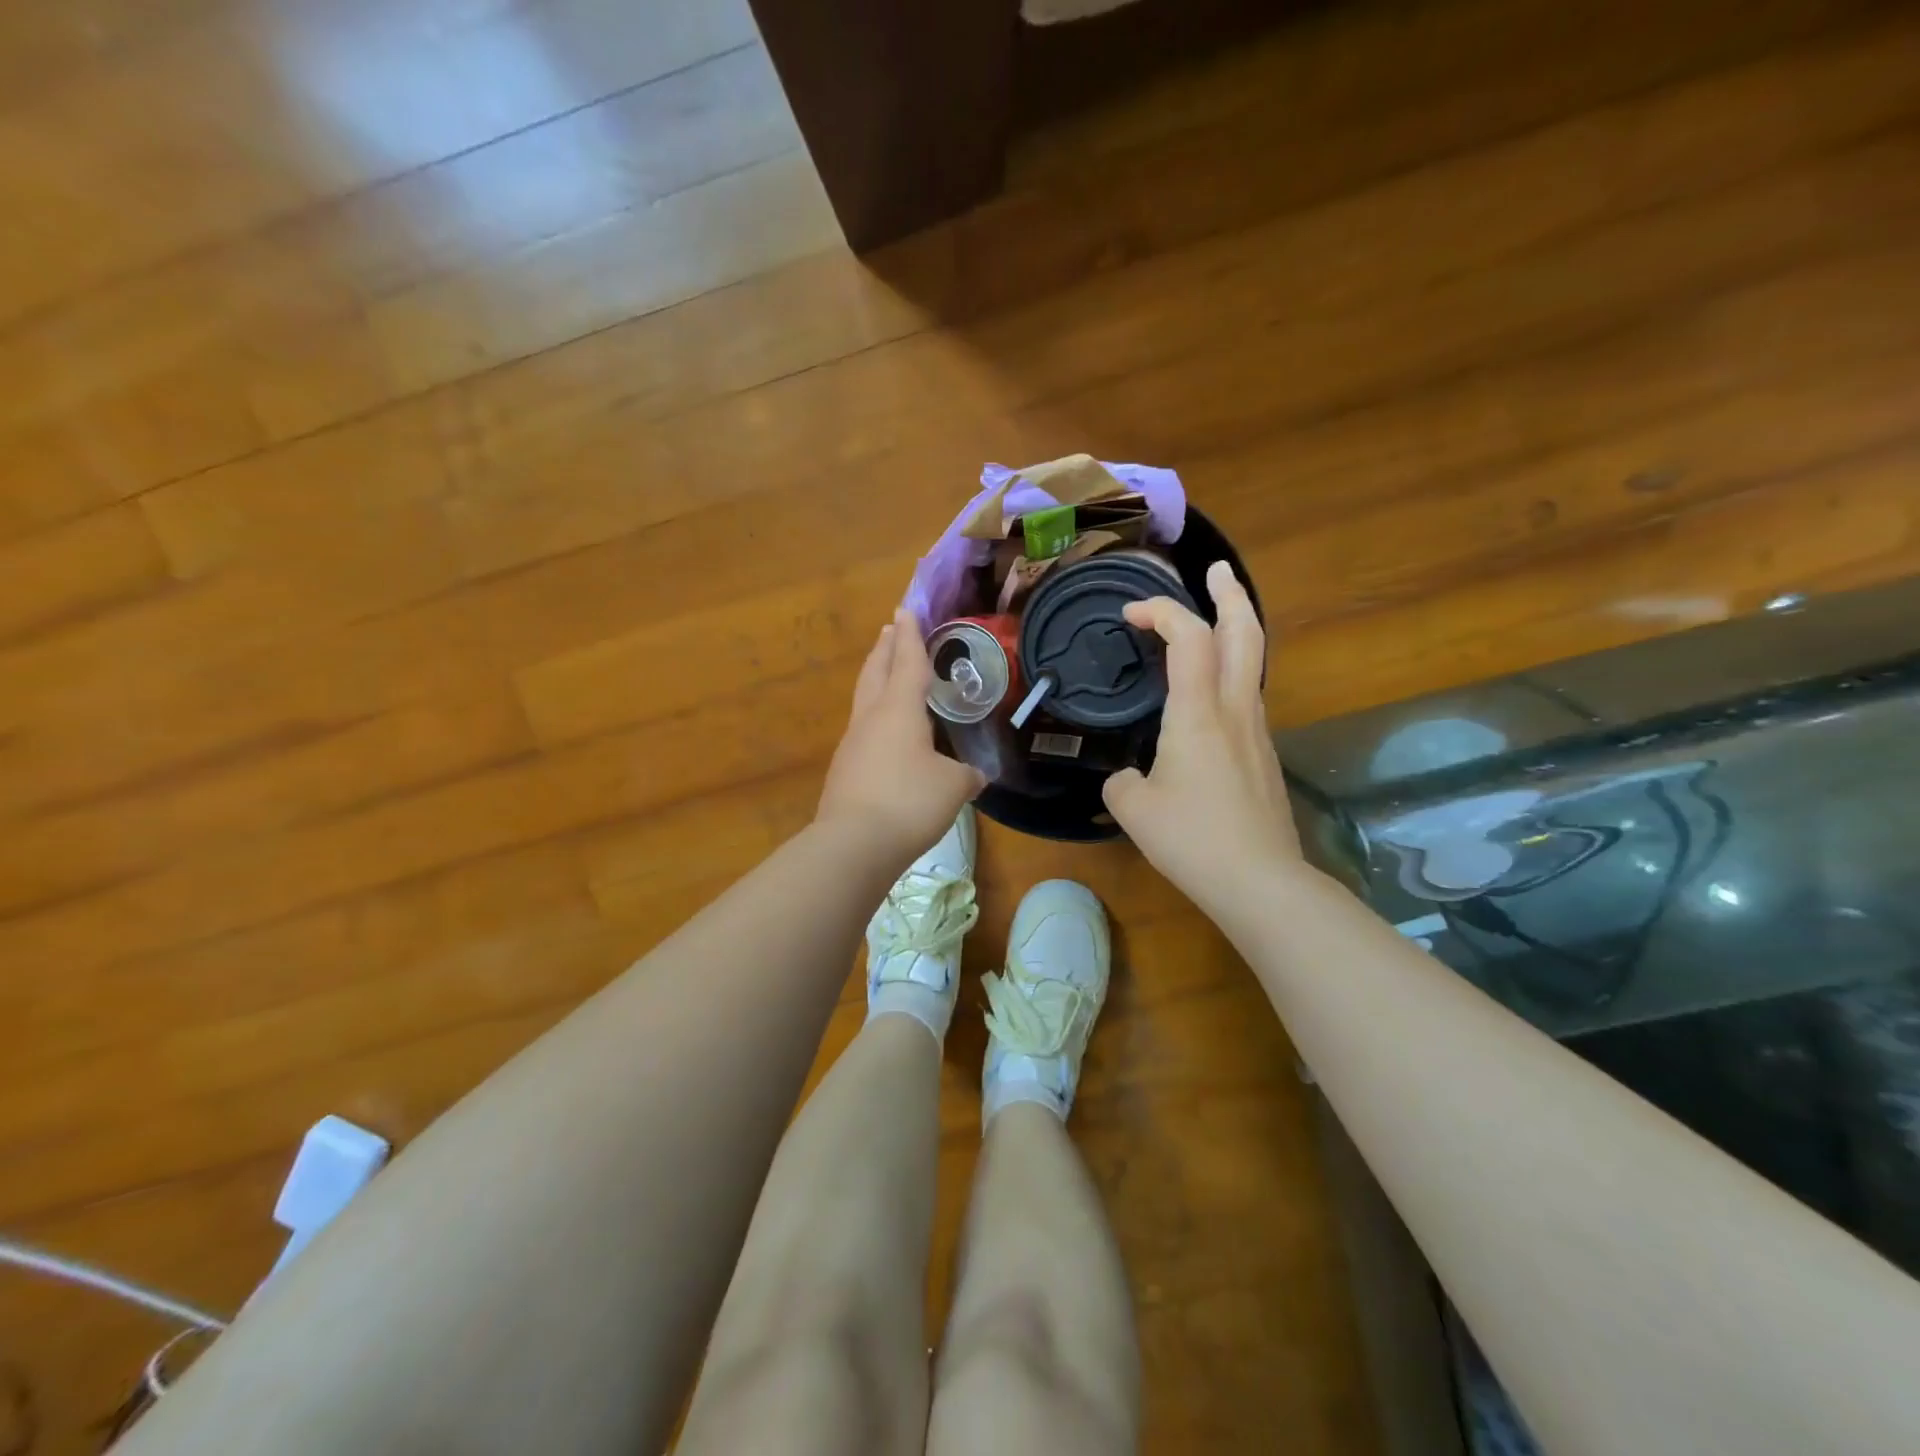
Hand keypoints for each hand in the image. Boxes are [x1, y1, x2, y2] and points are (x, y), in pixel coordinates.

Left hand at [818, 608, 986, 862]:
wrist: (853, 845)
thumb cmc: (909, 802)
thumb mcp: (953, 786)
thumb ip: (967, 775)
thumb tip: (975, 775)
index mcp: (899, 710)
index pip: (907, 662)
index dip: (910, 635)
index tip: (905, 609)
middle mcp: (871, 718)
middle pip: (875, 672)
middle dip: (885, 648)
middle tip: (890, 630)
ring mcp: (852, 744)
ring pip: (864, 700)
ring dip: (876, 679)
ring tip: (886, 673)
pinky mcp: (844, 770)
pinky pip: (863, 730)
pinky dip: (875, 717)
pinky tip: (886, 734)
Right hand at [1102, 562, 1304, 914]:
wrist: (1260, 881)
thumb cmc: (1191, 839)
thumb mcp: (1132, 808)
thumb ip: (1121, 781)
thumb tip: (1129, 777)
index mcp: (1198, 713)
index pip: (1189, 637)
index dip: (1162, 611)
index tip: (1130, 614)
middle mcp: (1236, 710)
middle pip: (1245, 633)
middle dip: (1230, 594)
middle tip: (1216, 571)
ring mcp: (1258, 732)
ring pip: (1253, 664)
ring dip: (1235, 632)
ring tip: (1211, 625)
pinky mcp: (1264, 757)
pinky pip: (1248, 697)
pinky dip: (1231, 673)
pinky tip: (1209, 697)